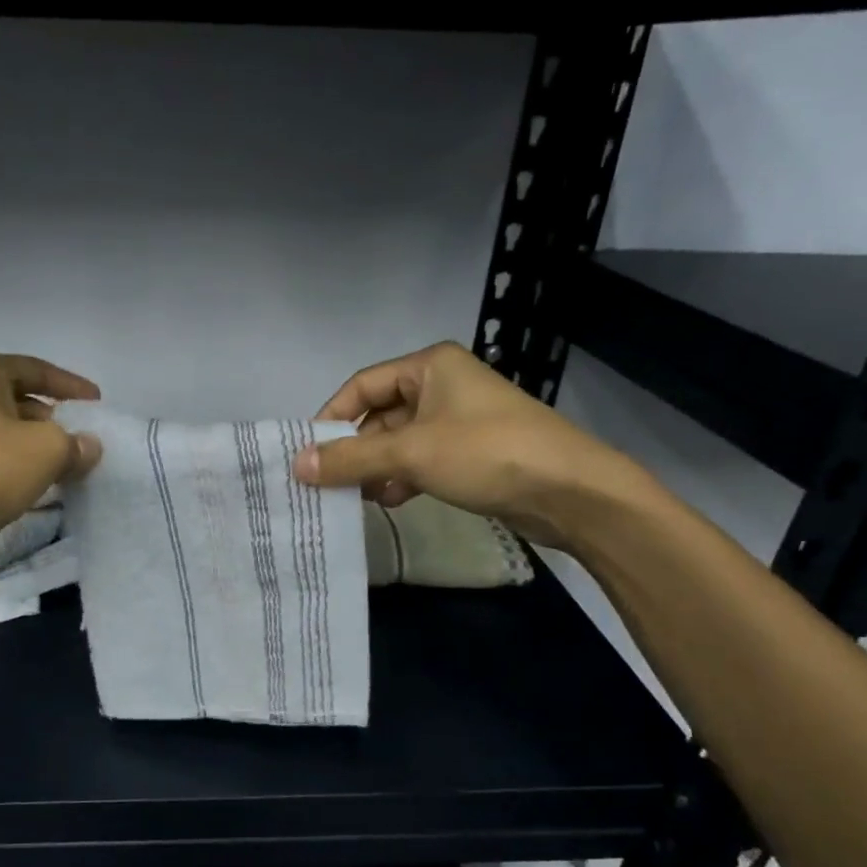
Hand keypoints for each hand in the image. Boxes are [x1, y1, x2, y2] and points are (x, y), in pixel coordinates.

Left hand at [0, 352, 102, 579]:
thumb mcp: (48, 448)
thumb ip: (76, 443)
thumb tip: (89, 446)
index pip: (34, 368)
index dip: (69, 384)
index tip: (97, 402)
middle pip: (19, 401)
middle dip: (55, 419)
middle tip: (86, 438)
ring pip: (9, 435)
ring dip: (40, 448)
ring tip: (74, 465)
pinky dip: (23, 471)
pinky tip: (46, 487)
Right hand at [291, 341, 641, 548]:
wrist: (570, 491)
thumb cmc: (486, 453)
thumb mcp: (411, 452)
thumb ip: (351, 458)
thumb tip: (296, 466)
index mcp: (430, 365)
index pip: (362, 385)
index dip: (331, 417)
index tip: (308, 453)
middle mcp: (442, 385)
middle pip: (379, 415)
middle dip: (355, 450)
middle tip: (328, 484)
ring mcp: (458, 420)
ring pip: (399, 442)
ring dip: (377, 468)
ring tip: (360, 497)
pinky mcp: (470, 452)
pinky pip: (421, 460)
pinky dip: (403, 477)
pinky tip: (394, 500)